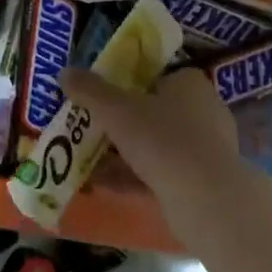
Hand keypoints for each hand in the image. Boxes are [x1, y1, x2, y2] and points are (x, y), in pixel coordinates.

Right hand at [57, 66, 247, 205]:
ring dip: (124, 154)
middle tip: (89, 130)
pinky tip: (103, 185)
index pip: (156, 76)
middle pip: (154, 112)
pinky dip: (134, 177)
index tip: (101, 98)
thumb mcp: (116, 110)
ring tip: (88, 162)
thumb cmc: (162, 139)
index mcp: (190, 84)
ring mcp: (206, 148)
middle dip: (121, 124)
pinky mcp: (203, 181)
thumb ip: (90, 90)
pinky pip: (161, 173)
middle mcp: (204, 111)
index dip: (127, 85)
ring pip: (156, 146)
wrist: (205, 198)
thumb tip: (65, 72)